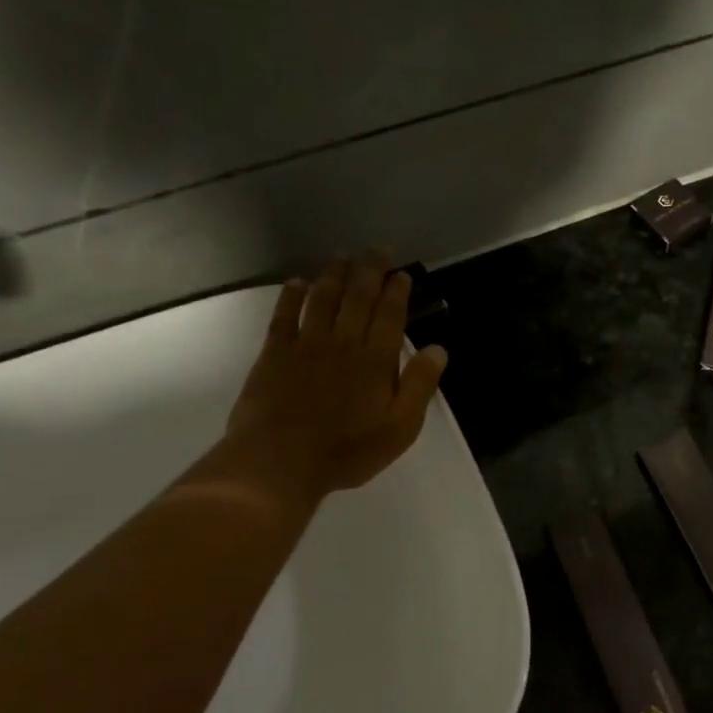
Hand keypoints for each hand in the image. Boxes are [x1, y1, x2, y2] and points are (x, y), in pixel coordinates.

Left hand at [219, 250, 447, 502]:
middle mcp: (342, 341)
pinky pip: (284, 315)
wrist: (279, 462)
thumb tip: (438, 350)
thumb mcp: (400, 428)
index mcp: (376, 359)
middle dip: (370, 270)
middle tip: (377, 250)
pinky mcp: (274, 354)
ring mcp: (305, 344)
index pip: (390, 314)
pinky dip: (292, 296)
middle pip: (358, 296)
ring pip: (323, 298)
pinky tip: (297, 283)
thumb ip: (420, 385)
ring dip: (334, 274)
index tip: (402, 273)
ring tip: (342, 256)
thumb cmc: (347, 450)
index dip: (397, 291)